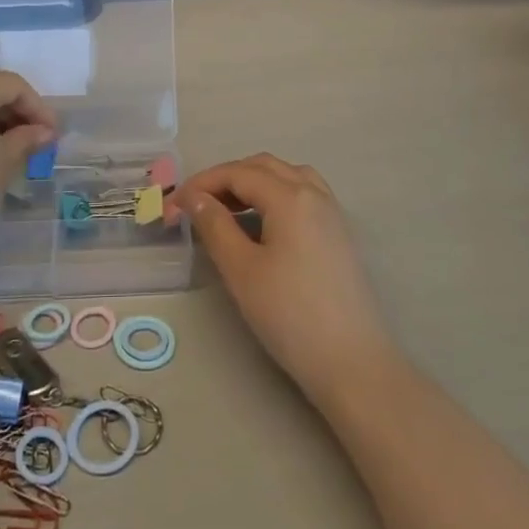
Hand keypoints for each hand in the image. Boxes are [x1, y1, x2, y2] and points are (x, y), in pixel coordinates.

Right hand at [170, 154, 395, 407]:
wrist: (353, 362)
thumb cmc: (290, 315)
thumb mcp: (241, 270)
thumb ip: (214, 226)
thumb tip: (194, 198)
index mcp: (290, 196)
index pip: (237, 173)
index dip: (202, 183)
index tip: (175, 204)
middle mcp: (314, 193)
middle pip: (263, 167)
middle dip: (226, 178)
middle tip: (197, 205)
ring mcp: (331, 212)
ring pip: (286, 176)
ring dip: (252, 182)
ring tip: (227, 209)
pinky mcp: (338, 233)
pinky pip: (302, 194)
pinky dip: (275, 195)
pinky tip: (262, 224)